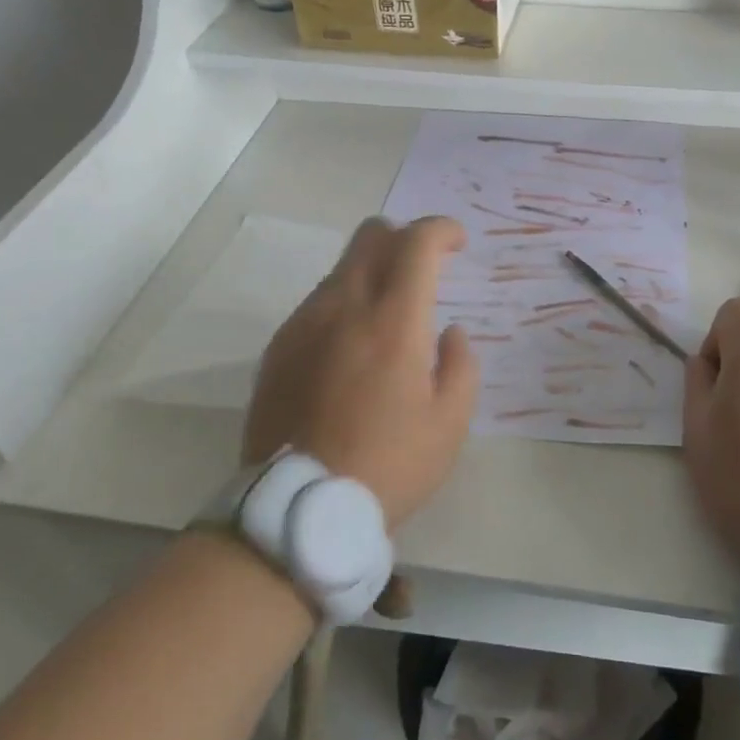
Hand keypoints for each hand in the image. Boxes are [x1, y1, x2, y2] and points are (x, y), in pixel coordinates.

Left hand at [242, 216, 477, 528]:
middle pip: (371, 235)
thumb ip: (460, 365)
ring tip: (387, 319)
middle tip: (423, 268)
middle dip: (404, 238)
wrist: (298, 509)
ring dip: (372, 273)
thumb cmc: (388, 465)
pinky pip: (317, 302)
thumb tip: (451, 333)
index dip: (442, 230)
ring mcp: (304, 323)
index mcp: (394, 321)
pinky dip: (343, 304)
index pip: (417, 243)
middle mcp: (345, 306)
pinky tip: (350, 348)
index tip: (457, 242)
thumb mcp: (449, 424)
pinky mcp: (279, 346)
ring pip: (342, 267)